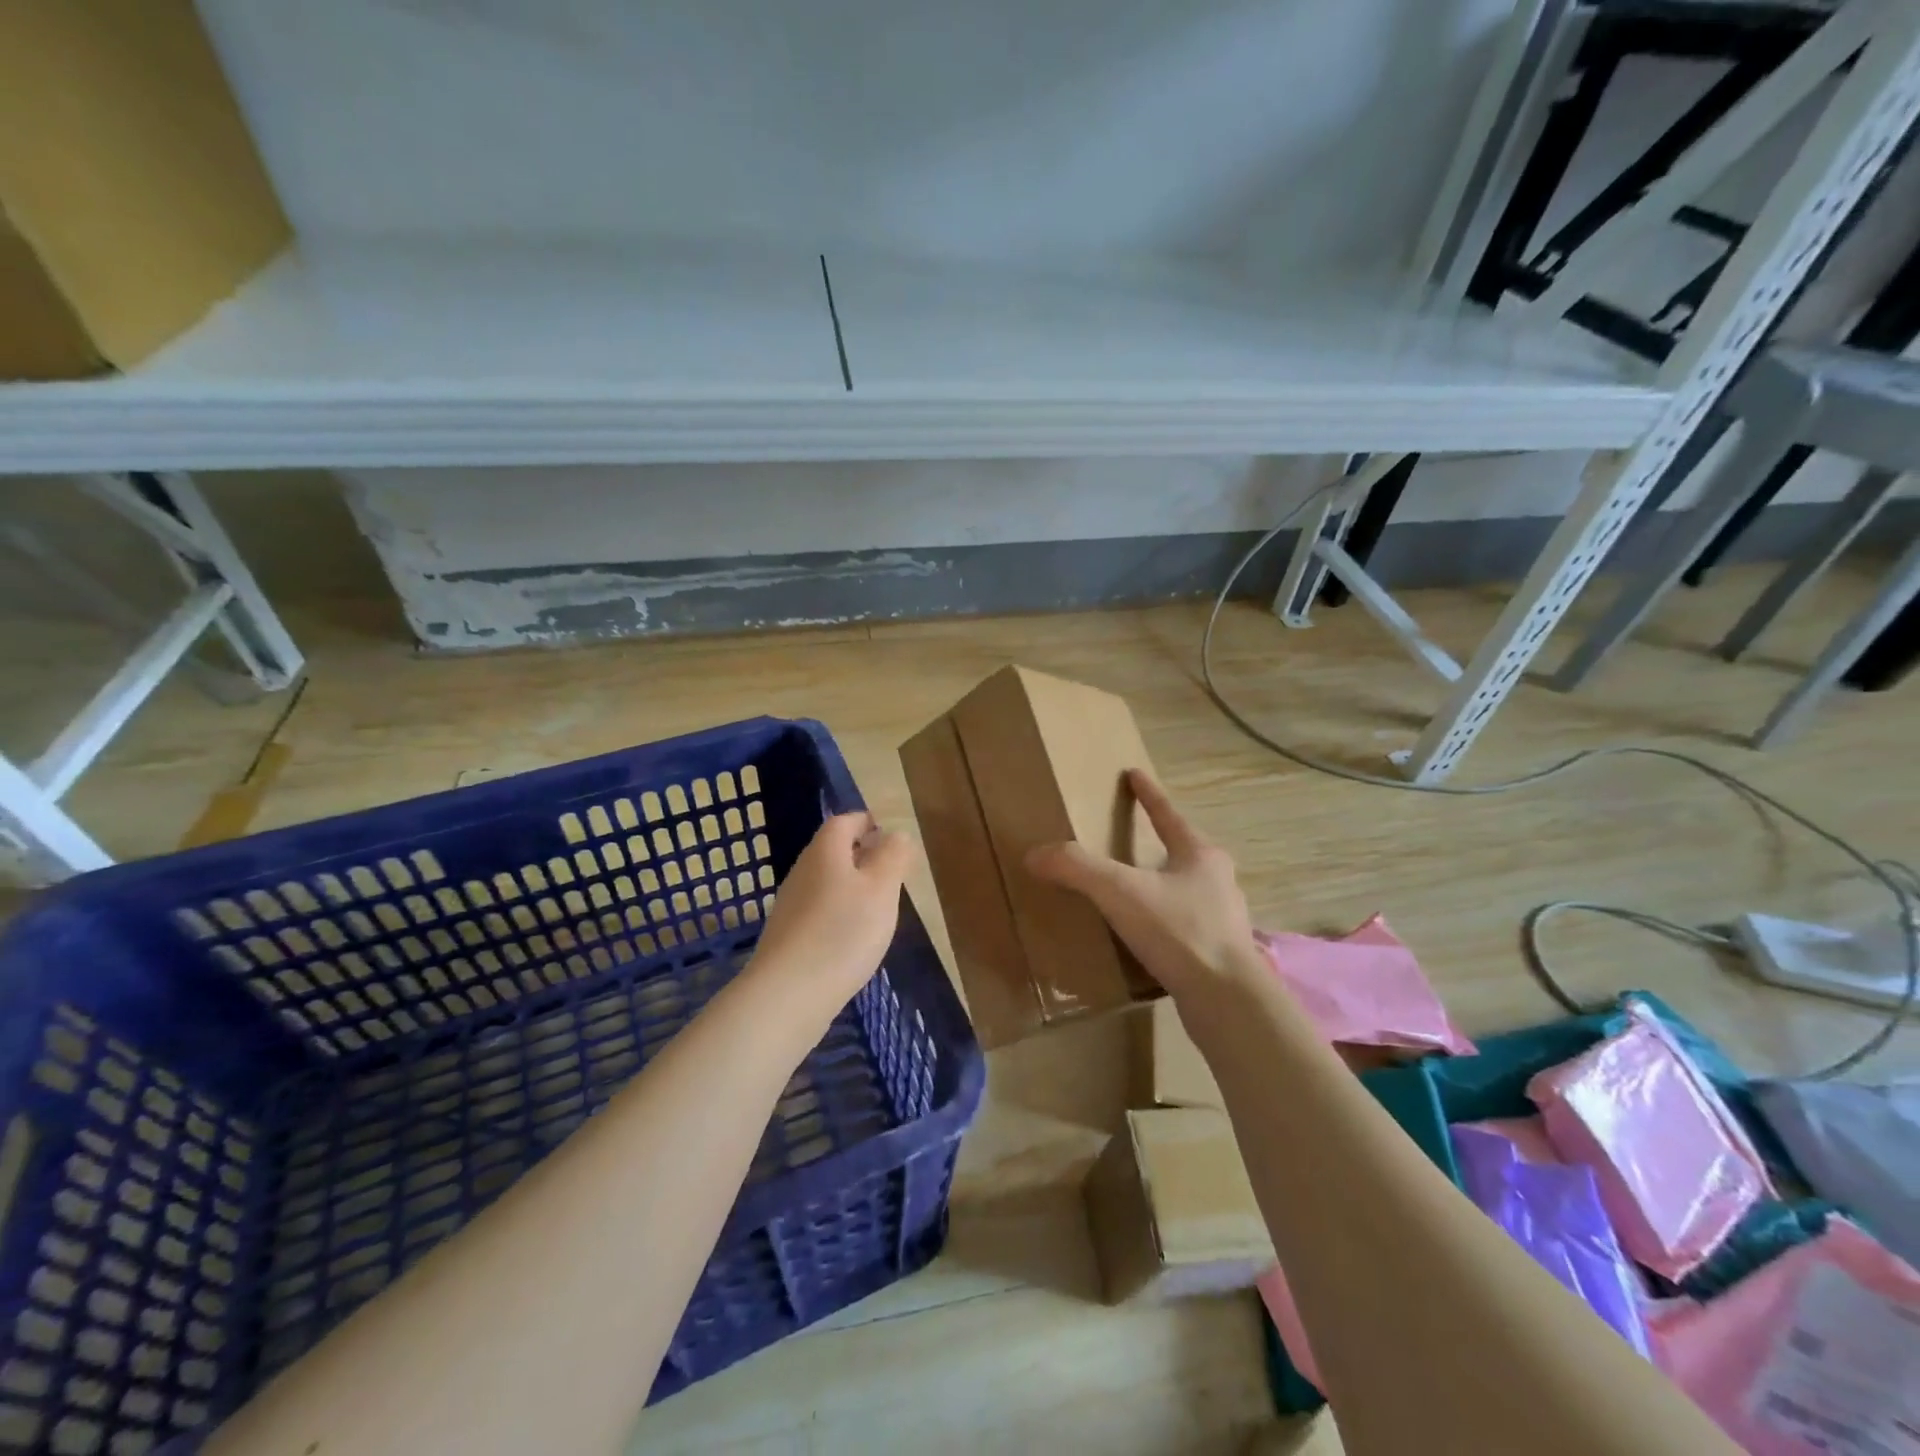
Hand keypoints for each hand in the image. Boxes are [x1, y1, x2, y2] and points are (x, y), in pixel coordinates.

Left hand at [750, 812, 914, 1011]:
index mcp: (825, 852)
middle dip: (862, 855)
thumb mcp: (882, 889)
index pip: (844, 821)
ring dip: (851, 886)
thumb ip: (893, 856)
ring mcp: (791, 905)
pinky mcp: (787, 937)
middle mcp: (802, 871)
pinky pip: (818, 912)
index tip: (889, 834)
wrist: (788, 994)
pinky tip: (853, 939)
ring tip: (878, 906)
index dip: (866, 822)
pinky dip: (838, 914)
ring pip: (826, 882)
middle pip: (832, 851)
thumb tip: (896, 834)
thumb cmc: (843, 932)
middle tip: (891, 871)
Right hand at [1025, 770, 1257, 997]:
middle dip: (1160, 841)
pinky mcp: (1219, 952)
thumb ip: (1077, 868)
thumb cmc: (1178, 931)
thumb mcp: (1120, 892)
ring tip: (1136, 889)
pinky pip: (1185, 925)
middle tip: (1133, 837)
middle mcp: (1217, 880)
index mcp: (1199, 854)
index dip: (1147, 793)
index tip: (1134, 773)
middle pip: (1184, 849)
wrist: (1227, 1000)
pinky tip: (1148, 936)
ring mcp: (1223, 918)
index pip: (1167, 813)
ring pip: (1187, 889)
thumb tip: (1035, 854)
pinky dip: (1165, 921)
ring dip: (1163, 884)